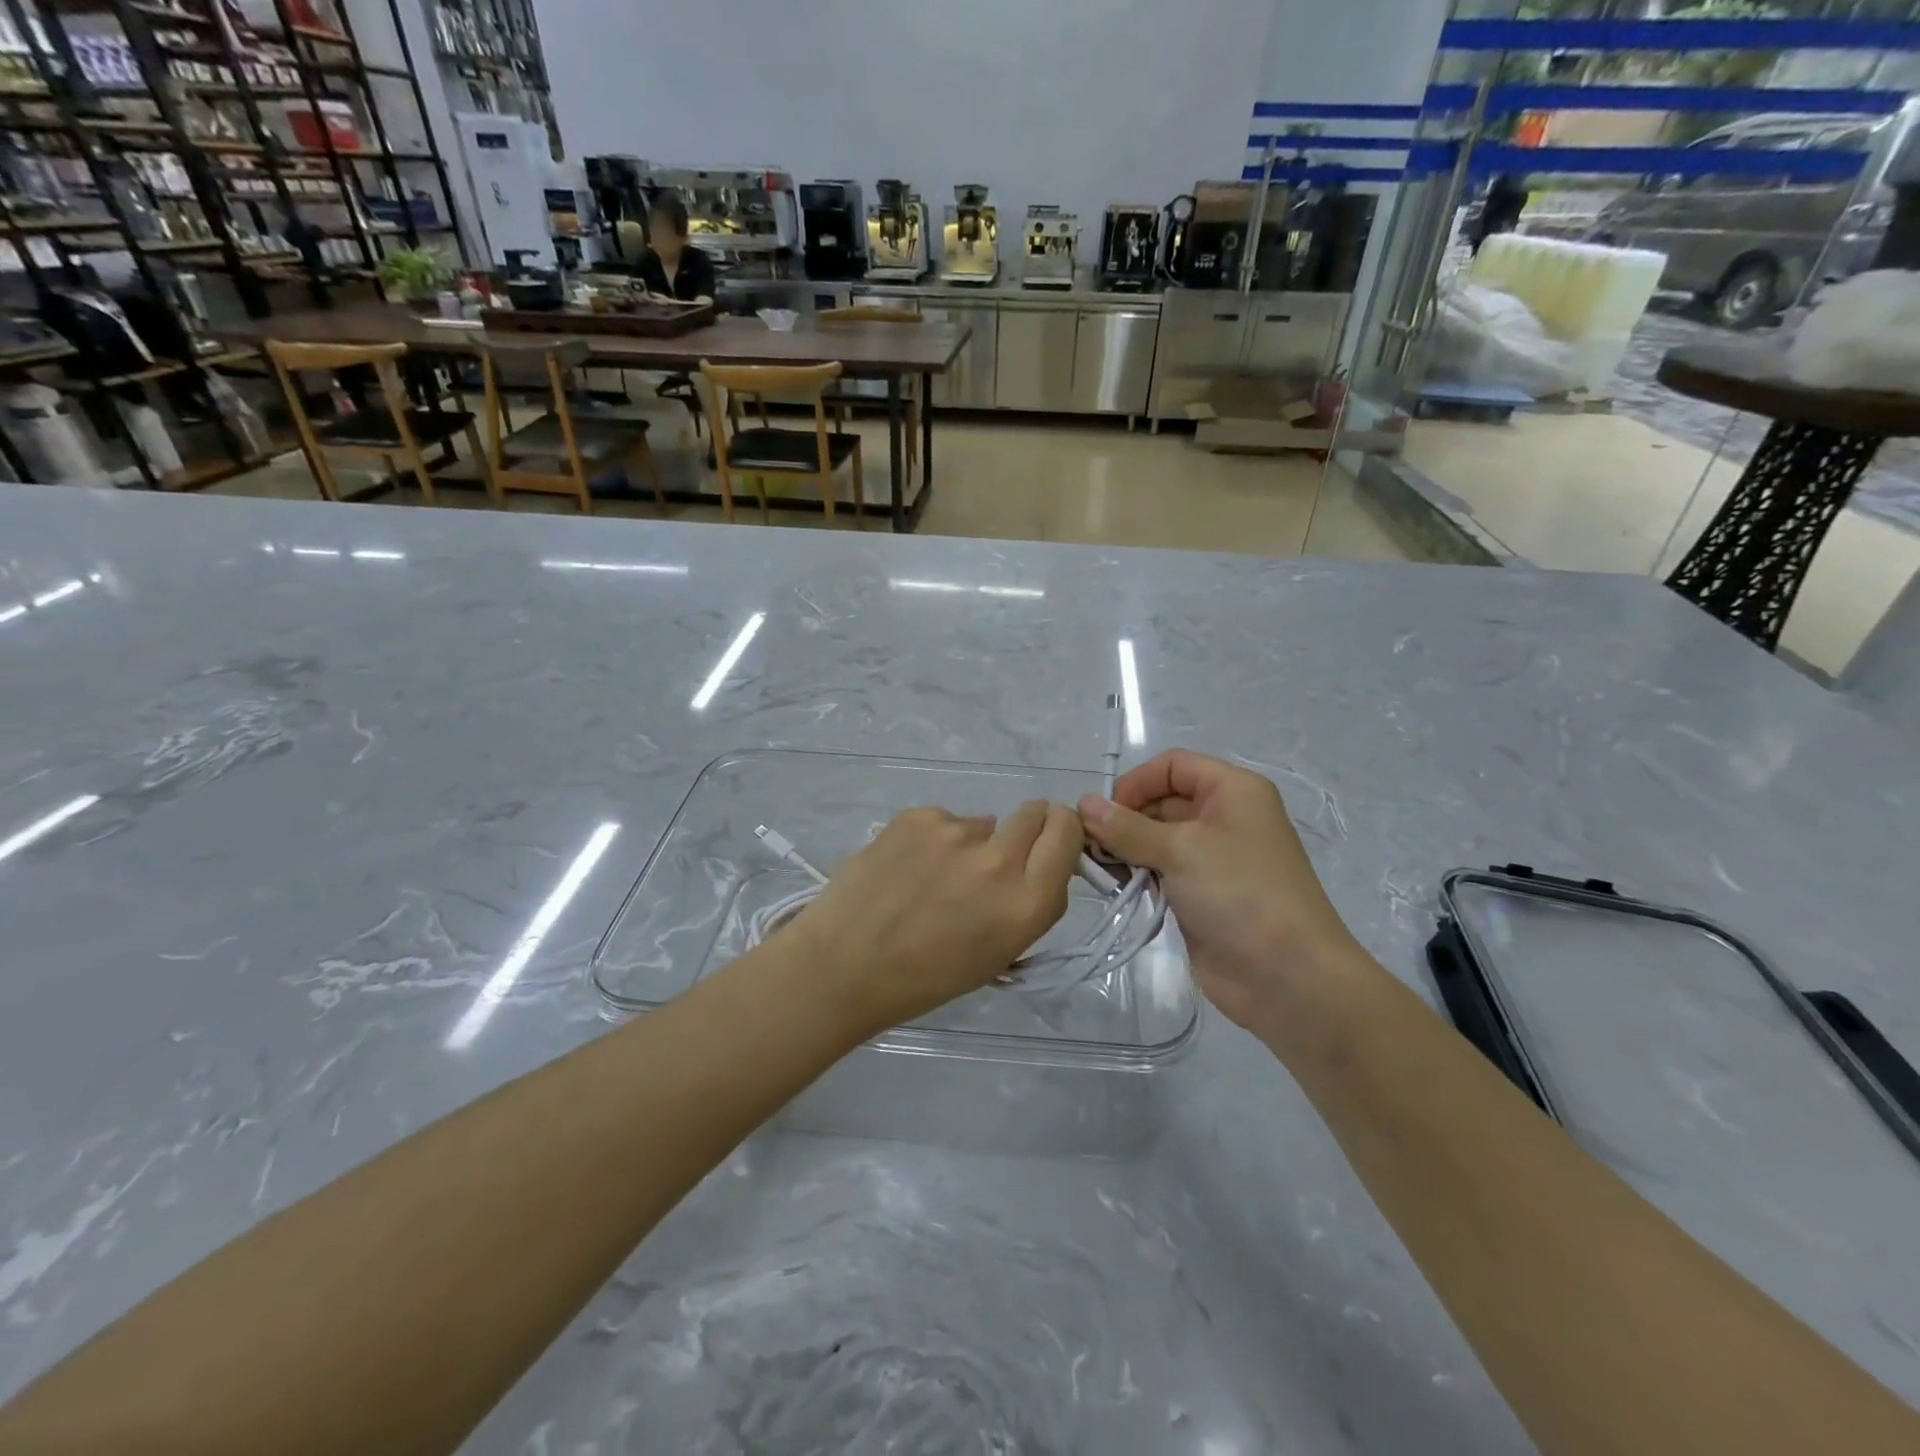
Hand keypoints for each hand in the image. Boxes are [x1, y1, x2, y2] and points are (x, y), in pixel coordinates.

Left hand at [783, 801, 1082, 1032]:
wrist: (843, 964)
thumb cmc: (925, 978)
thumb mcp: (999, 953)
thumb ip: (1029, 903)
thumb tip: (1035, 864)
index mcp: (1027, 903)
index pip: (1068, 834)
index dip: (1063, 831)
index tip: (1049, 842)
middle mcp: (999, 860)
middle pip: (1035, 813)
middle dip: (1027, 828)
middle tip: (995, 856)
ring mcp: (955, 832)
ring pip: (982, 823)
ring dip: (972, 843)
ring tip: (933, 878)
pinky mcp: (918, 816)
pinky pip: (943, 821)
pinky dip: (934, 841)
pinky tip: (906, 869)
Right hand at [1080, 751, 1363, 1036]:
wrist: (1287, 976)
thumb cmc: (1239, 893)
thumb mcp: (1180, 850)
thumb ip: (1127, 827)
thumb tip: (1084, 804)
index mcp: (1232, 791)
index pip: (1173, 766)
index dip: (1136, 783)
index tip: (1103, 814)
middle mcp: (1223, 817)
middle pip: (1161, 802)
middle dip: (1124, 820)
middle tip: (1089, 846)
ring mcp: (1212, 859)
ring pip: (1156, 840)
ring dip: (1125, 850)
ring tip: (1097, 869)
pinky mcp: (1200, 895)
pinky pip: (1160, 872)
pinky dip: (1135, 876)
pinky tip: (1113, 888)